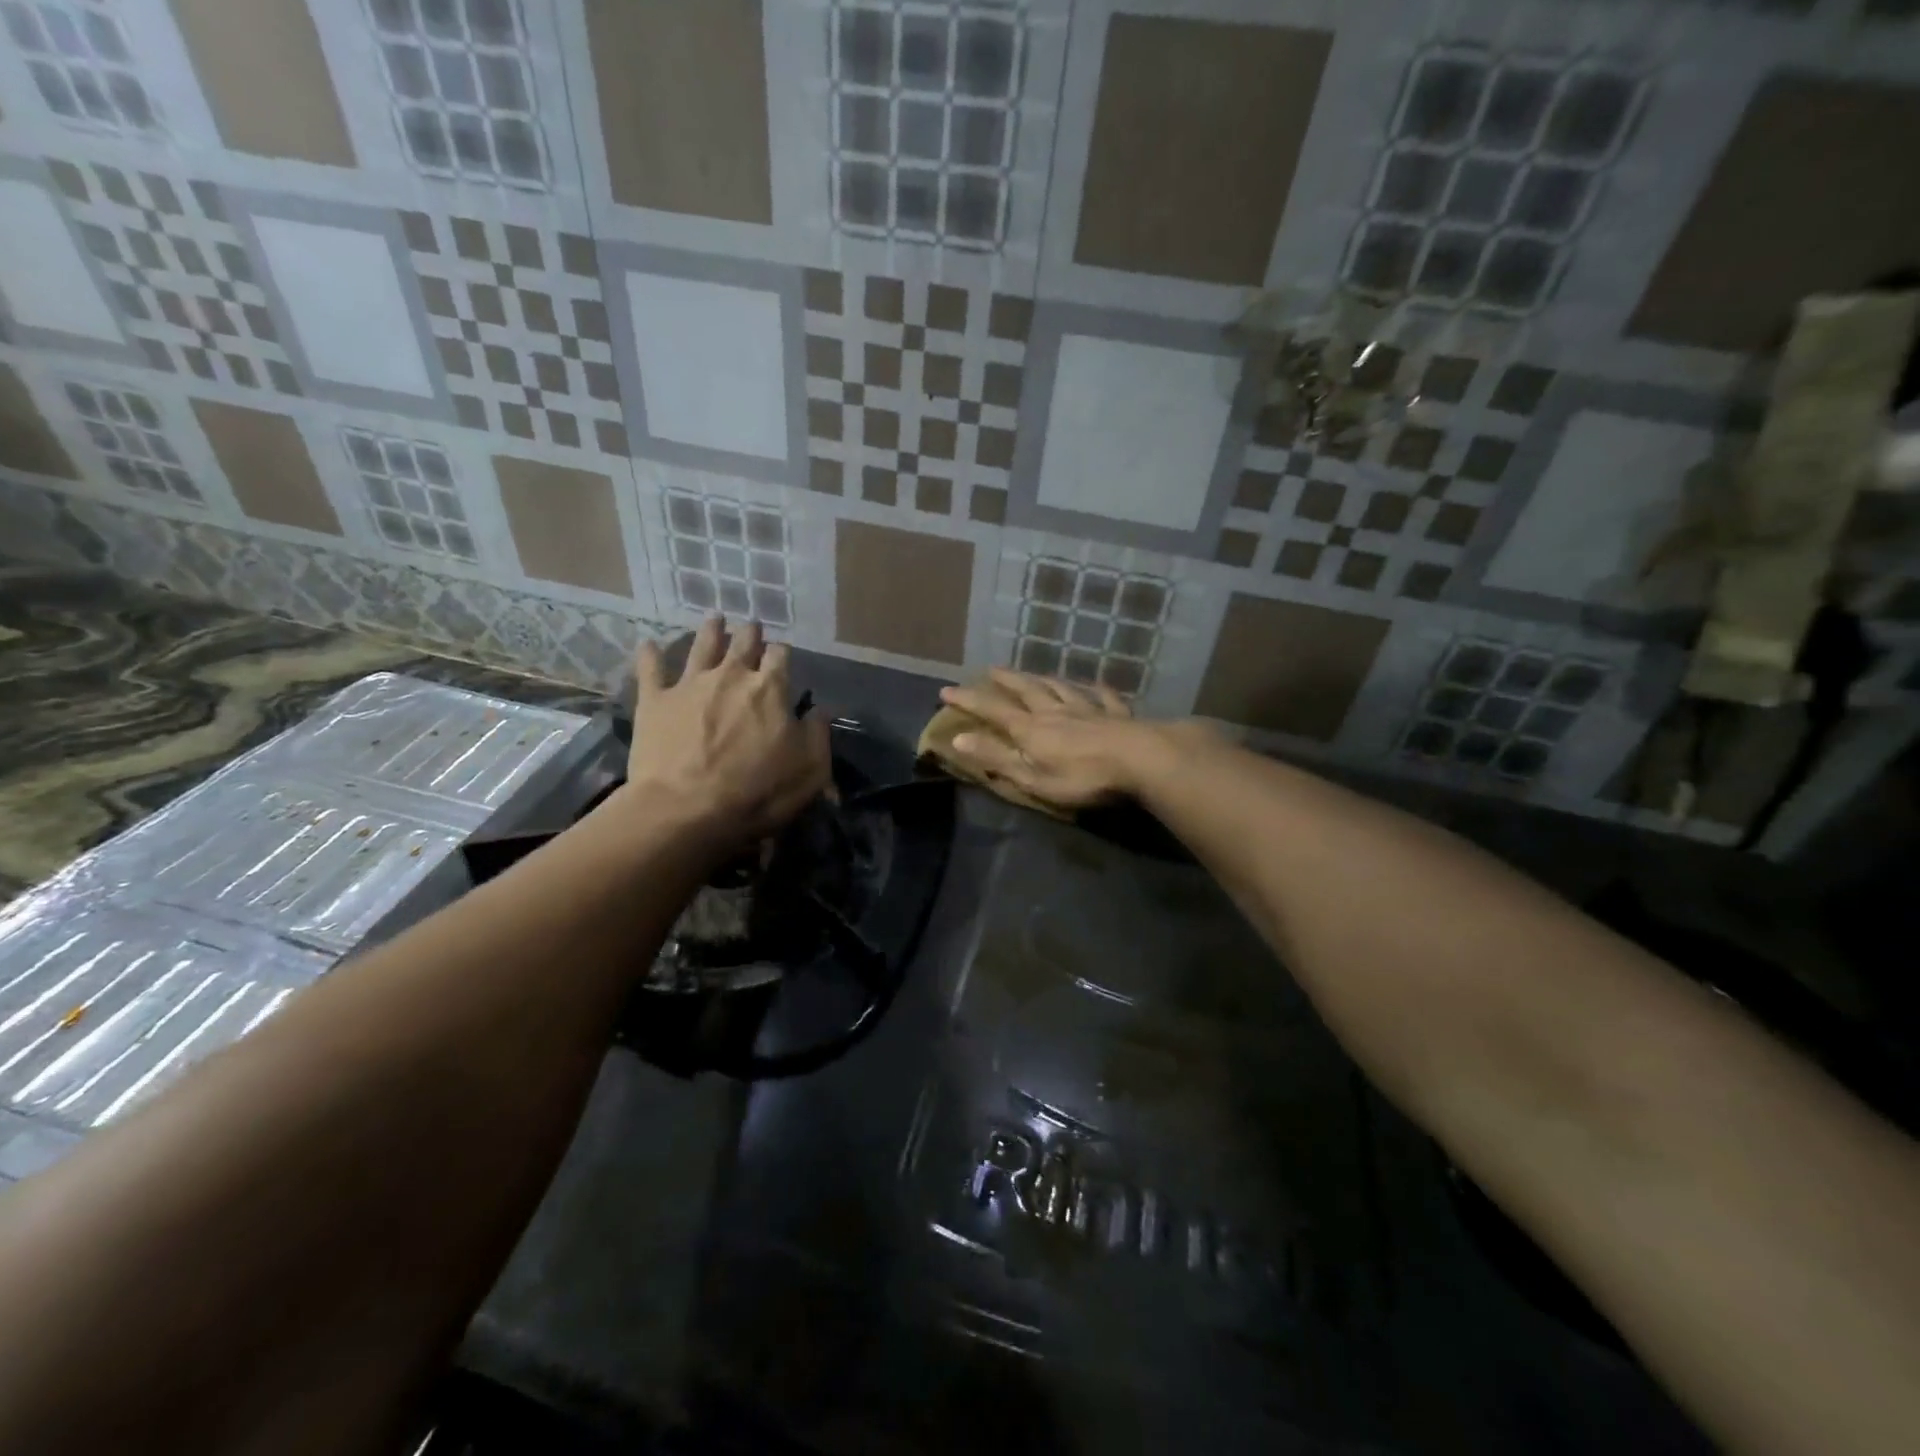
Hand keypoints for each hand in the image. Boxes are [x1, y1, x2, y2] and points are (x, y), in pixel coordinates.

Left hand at [620, 616, 830, 850]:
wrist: (685, 810)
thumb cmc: (757, 793)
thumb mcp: (810, 770)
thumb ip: (818, 734)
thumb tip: (819, 711)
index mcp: (770, 689)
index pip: (780, 656)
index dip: (782, 653)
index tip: (782, 655)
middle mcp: (730, 675)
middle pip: (742, 643)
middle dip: (749, 634)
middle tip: (751, 626)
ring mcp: (689, 684)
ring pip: (701, 646)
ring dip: (710, 631)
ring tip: (715, 618)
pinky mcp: (654, 701)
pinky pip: (651, 669)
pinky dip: (650, 655)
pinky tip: (648, 644)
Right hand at [938, 670, 1206, 809]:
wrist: (1141, 759)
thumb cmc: (1082, 776)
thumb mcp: (1031, 777)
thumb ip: (996, 758)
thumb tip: (957, 740)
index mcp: (1031, 729)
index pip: (993, 711)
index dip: (969, 700)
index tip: (946, 690)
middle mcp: (1056, 712)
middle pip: (1027, 690)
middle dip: (1006, 681)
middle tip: (991, 670)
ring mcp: (1089, 709)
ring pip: (1061, 688)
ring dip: (1044, 679)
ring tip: (1034, 673)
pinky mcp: (1118, 715)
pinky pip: (1104, 697)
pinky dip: (1097, 689)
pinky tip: (1097, 685)